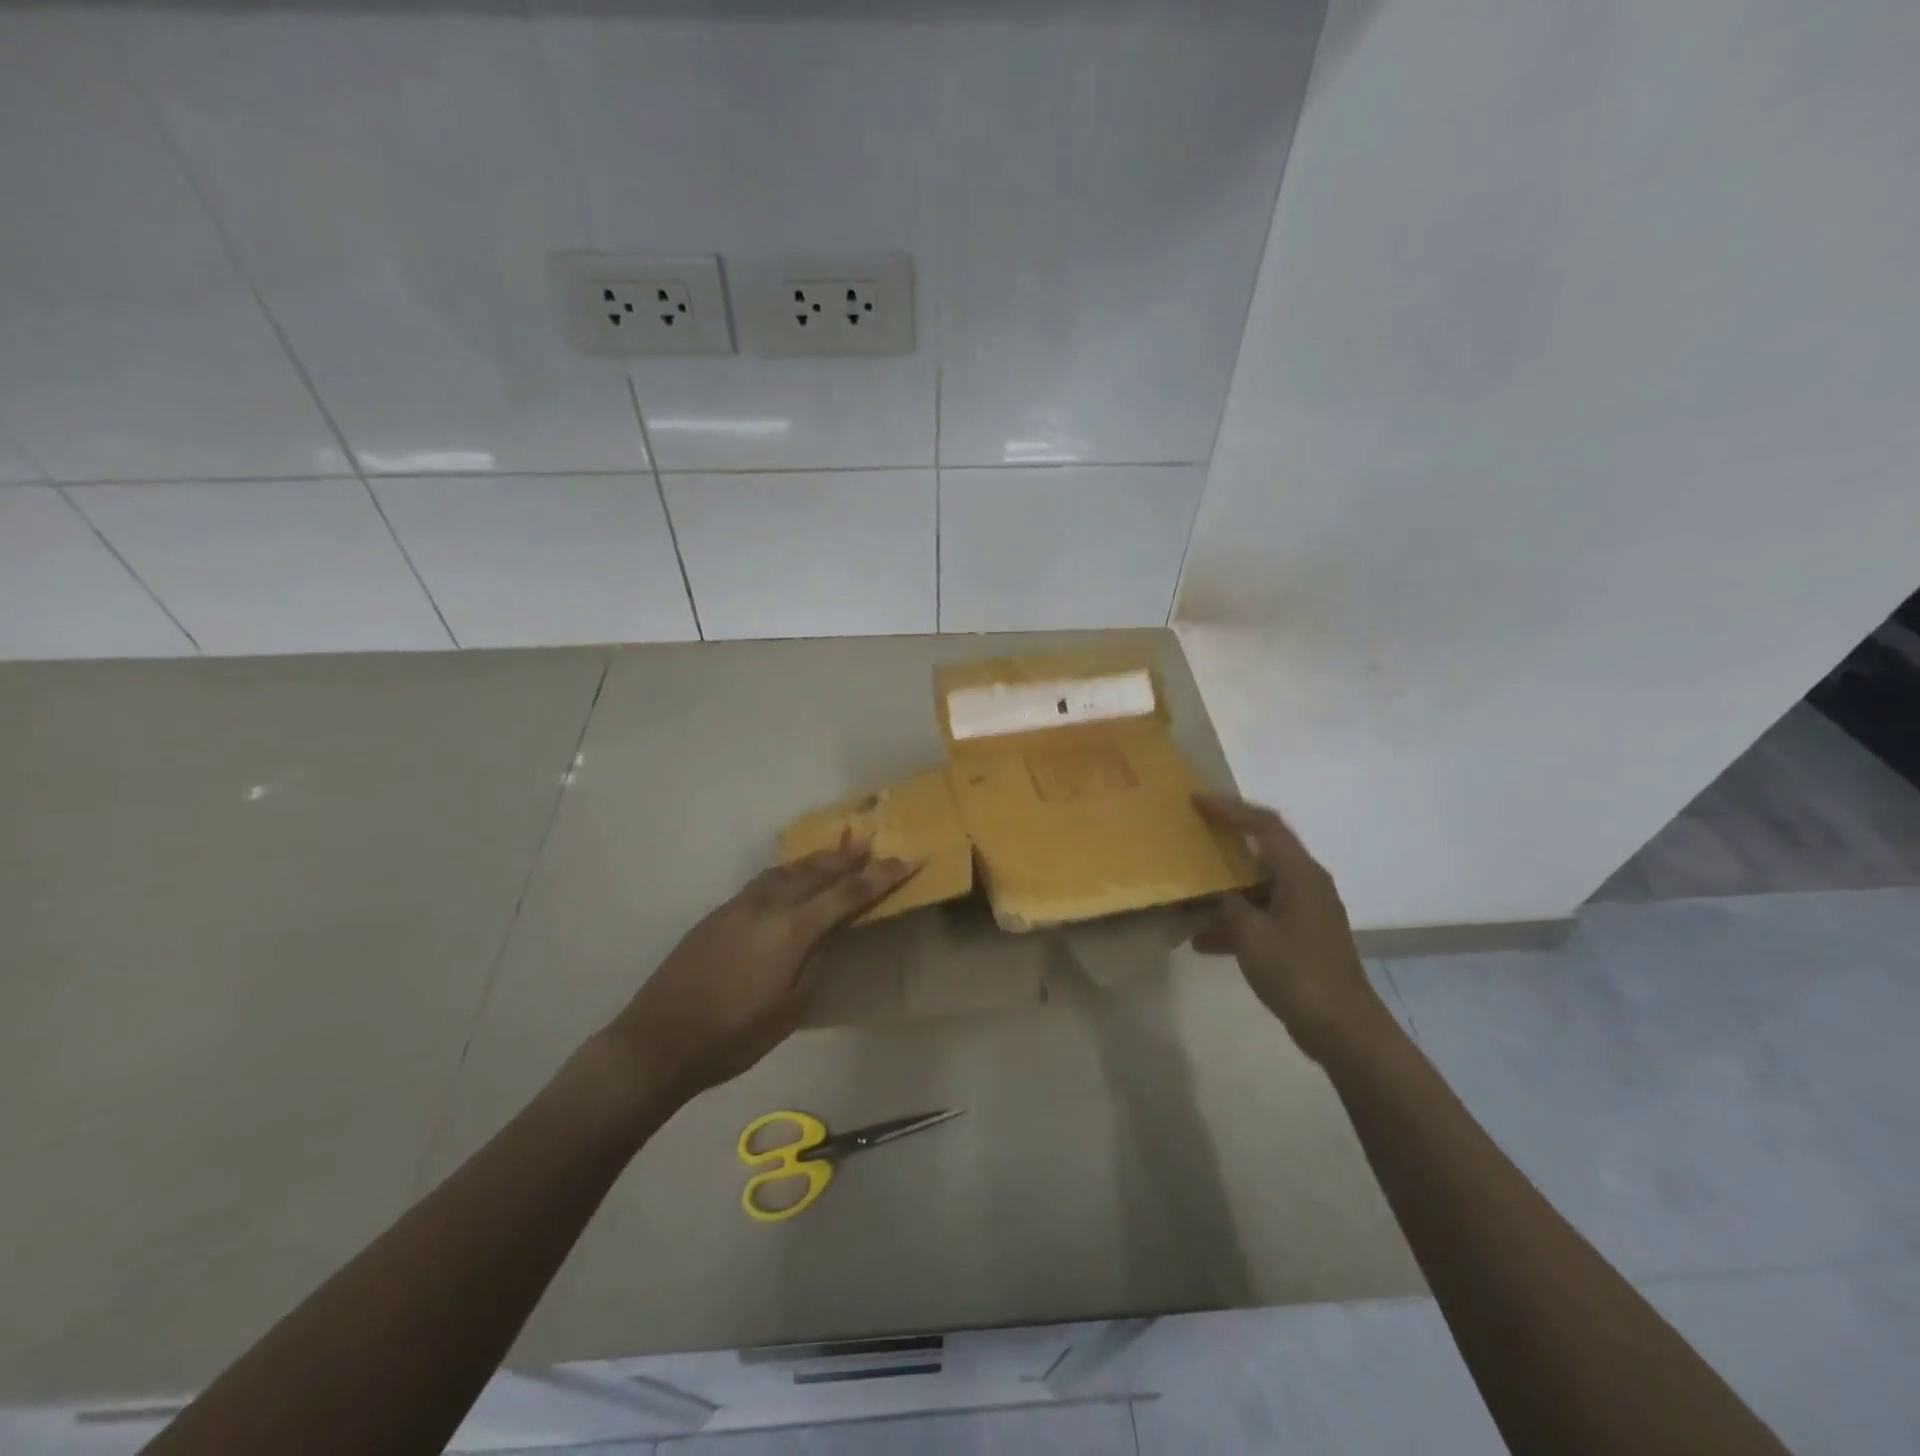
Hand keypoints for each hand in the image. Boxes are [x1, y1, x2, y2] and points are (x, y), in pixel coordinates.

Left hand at [604, 837, 917, 1101]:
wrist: (658, 1041)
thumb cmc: (733, 1036)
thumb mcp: (790, 1009)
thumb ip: (815, 964)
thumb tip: (826, 936)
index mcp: (791, 930)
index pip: (847, 895)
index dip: (880, 878)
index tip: (907, 861)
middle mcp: (767, 906)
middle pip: (816, 872)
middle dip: (847, 858)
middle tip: (870, 843)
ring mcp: (739, 905)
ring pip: (787, 870)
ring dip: (816, 860)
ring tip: (836, 852)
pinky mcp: (718, 913)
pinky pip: (765, 880)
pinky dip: (788, 872)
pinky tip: (790, 877)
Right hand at [1191, 793, 1393, 1064]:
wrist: (1342, 1028)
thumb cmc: (1297, 972)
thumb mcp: (1251, 934)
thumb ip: (1228, 904)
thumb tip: (1215, 889)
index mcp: (1300, 874)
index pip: (1264, 825)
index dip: (1230, 809)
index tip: (1197, 801)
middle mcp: (1307, 884)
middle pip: (1262, 851)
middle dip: (1225, 844)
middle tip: (1192, 836)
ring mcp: (1306, 912)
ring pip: (1258, 887)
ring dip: (1225, 890)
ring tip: (1188, 896)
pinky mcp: (1302, 937)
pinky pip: (1262, 915)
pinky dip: (1235, 921)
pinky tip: (1202, 941)